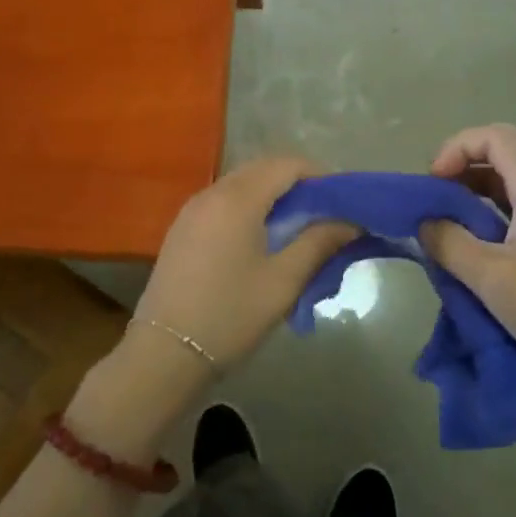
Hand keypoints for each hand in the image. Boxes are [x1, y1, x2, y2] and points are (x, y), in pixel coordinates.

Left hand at [138, 155, 357, 368]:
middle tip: (324, 214)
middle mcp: (212, 192)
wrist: (164, 352)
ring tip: (297, 227)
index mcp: (238, 198)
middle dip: (297, 183)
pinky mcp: (182, 227)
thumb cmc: (230, 314)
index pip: (286, 164)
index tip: (341, 201)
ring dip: (272, 194)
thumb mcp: (283, 281)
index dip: (318, 175)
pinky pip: (223, 201)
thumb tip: (350, 222)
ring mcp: (192, 208)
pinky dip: (249, 206)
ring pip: (241, 184)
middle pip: (262, 169)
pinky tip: (261, 238)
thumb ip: (319, 243)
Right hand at [420, 123, 515, 431]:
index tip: (434, 181)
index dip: (458, 146)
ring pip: (508, 182)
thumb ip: (449, 243)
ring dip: (472, 190)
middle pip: (503, 153)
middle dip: (462, 164)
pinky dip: (485, 213)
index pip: (496, 137)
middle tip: (436, 194)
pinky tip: (469, 243)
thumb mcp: (490, 277)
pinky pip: (514, 209)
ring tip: (444, 219)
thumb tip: (425, 223)